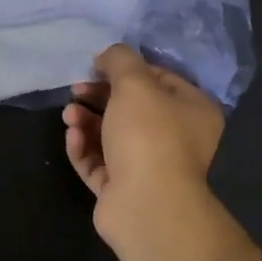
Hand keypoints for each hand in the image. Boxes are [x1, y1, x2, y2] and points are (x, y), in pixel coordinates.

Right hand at [63, 44, 227, 260]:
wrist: (145, 204)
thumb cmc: (148, 135)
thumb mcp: (134, 83)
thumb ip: (119, 60)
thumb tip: (107, 56)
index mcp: (192, 110)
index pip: (159, 79)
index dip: (126, 69)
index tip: (97, 66)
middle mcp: (176, 138)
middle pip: (131, 108)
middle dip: (99, 96)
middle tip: (76, 89)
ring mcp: (148, 167)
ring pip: (112, 136)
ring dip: (87, 121)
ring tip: (68, 115)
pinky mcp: (122, 189)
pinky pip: (99, 162)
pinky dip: (84, 148)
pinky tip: (72, 137)